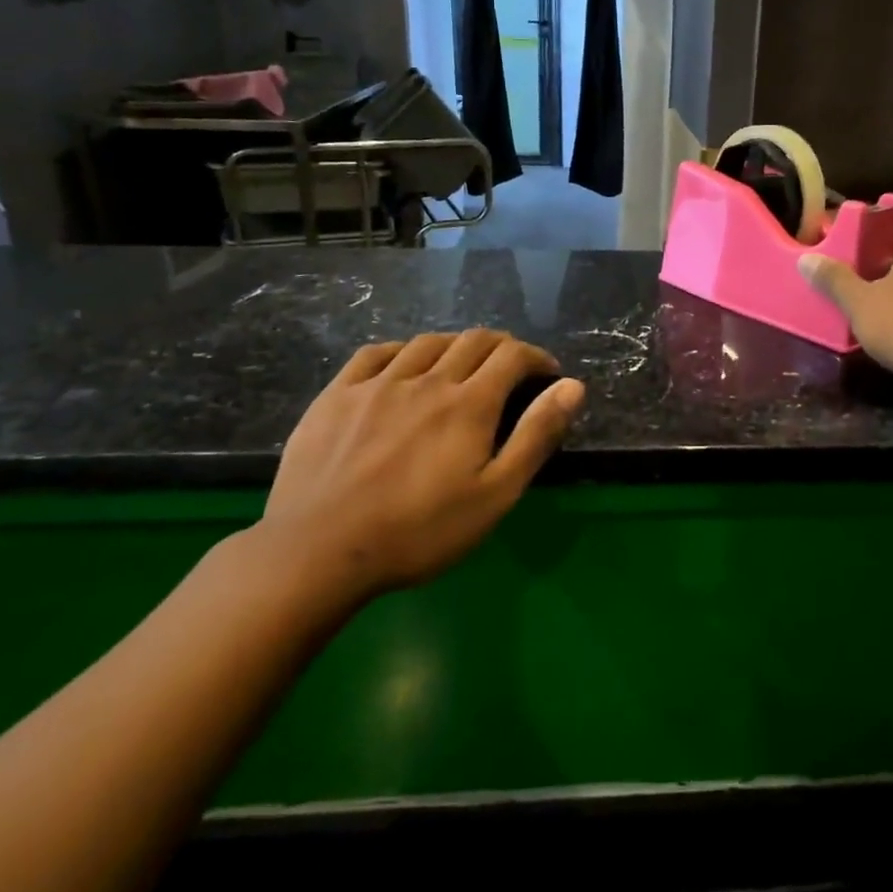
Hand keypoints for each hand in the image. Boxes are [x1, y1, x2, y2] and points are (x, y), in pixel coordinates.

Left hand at [255, 331, 584, 617]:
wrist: (320, 550)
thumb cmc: (420, 531)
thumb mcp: (495, 494)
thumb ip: (536, 436)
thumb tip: (573, 386)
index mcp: (469, 403)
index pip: (512, 356)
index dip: (536, 357)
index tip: (547, 372)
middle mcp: (427, 380)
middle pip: (473, 341)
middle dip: (501, 347)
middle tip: (511, 368)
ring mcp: (378, 384)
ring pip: (427, 342)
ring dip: (455, 345)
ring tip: (462, 365)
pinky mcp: (337, 395)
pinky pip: (375, 353)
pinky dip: (402, 350)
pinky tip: (404, 364)